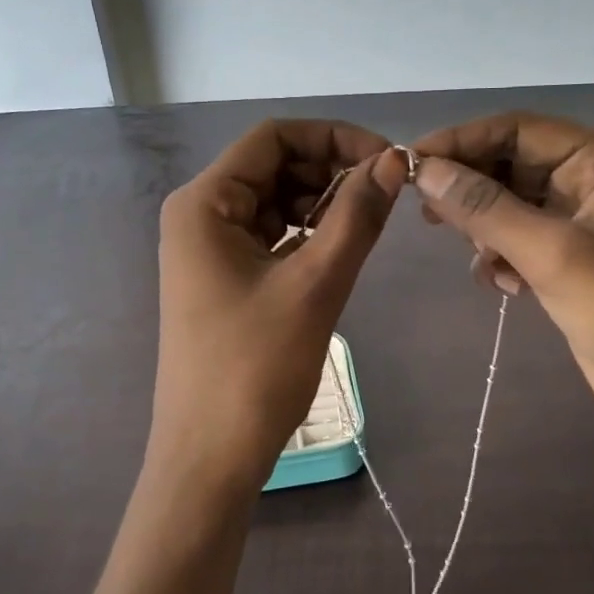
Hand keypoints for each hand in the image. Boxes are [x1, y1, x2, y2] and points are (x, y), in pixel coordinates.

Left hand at [147, 121, 405, 502]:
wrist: (210, 456)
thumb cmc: (255, 368)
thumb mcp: (314, 285)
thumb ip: (356, 216)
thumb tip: (394, 161)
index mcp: (204, 203)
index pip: (273, 137)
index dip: (334, 137)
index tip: (387, 161)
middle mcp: (199, 215)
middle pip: (272, 165)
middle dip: (330, 170)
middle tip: (385, 195)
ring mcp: (208, 249)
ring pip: (274, 201)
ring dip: (322, 202)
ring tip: (367, 224)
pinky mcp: (222, 279)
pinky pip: (270, 236)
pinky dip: (306, 234)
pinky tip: (339, 249)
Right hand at [410, 111, 593, 495]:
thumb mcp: (552, 255)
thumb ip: (484, 208)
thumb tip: (424, 170)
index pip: (520, 129)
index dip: (463, 140)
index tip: (410, 161)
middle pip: (513, 163)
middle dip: (471, 187)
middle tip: (427, 214)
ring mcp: (583, 222)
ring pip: (511, 203)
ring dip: (485, 228)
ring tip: (482, 260)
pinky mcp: (572, 260)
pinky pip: (519, 239)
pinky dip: (502, 256)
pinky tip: (506, 287)